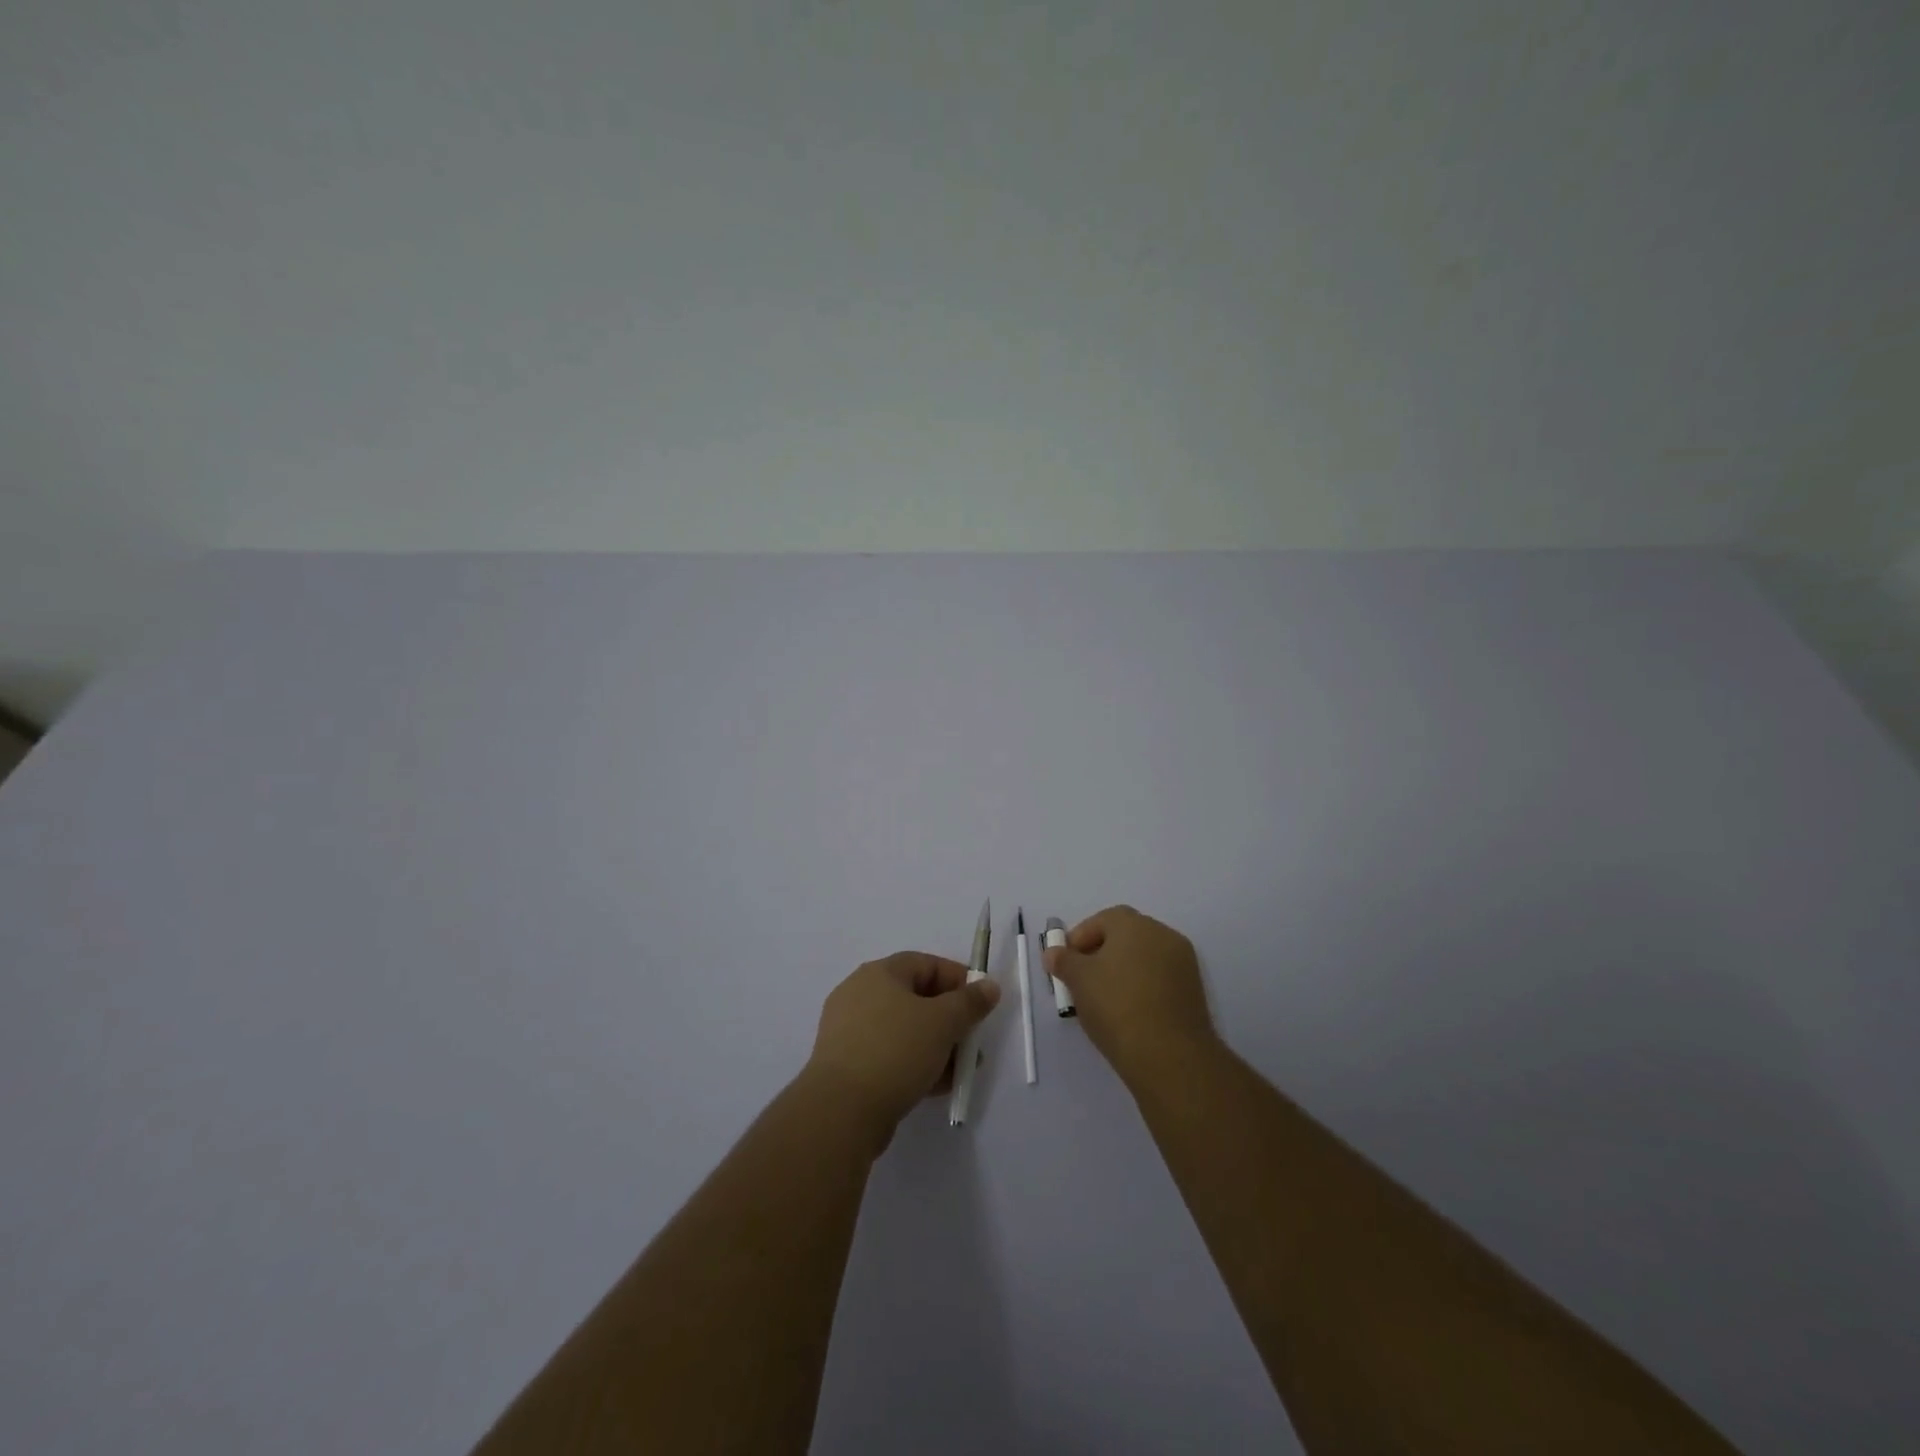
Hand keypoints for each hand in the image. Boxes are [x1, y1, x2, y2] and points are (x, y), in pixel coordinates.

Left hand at [804, 952, 1000, 1149]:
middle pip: (916, 998)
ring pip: (905, 1030)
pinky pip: (890, 1055)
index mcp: (879, 973)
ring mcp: (851, 1031)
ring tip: (960, 1070)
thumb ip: (970, 1002)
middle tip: (972, 1041)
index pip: (926, 964)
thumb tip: (989, 986)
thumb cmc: (895, 1051)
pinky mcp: (848, 1064)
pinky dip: (915, 1063)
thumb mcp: (943, 1022)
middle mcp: (860, 994)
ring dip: (936, 1045)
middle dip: (950, 1019)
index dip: (958, 979)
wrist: (841, 1111)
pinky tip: (936, 1086)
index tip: (981, 1003)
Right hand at [1044, 906, 1218, 1087]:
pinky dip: (1142, 988)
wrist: (1169, 1055)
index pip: (1101, 920)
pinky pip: (1159, 979)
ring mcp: (1183, 962)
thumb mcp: (1078, 980)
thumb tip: (1053, 952)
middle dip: (1100, 954)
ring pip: (1143, 959)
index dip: (1079, 939)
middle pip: (1124, 937)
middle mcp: (1162, 934)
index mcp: (1134, 924)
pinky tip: (1128, 1013)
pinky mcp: (1193, 991)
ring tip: (1103, 1000)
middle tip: (1081, 981)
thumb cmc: (1116, 1005)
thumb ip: (1063, 960)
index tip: (1065, 964)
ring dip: (1122, 972)